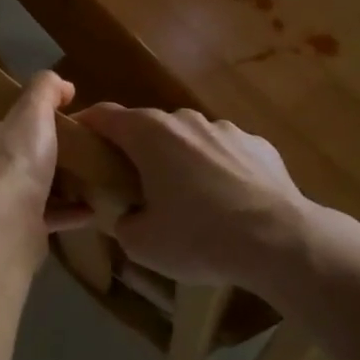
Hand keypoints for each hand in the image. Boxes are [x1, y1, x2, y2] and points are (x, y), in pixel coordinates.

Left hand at [0, 71, 95, 240]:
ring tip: (80, 165)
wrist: (5, 231)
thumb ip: (45, 90)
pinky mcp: (12, 227)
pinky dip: (65, 211)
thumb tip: (61, 84)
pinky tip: (91, 207)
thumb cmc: (11, 162)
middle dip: (19, 136)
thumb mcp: (32, 113)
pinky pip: (42, 214)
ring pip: (19, 180)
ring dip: (47, 176)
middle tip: (54, 125)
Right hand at [74, 104, 354, 291]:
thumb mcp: (141, 243)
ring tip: (187, 201)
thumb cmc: (200, 237)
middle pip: (147, 127)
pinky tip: (228, 204)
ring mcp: (225, 129)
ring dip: (179, 161)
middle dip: (135, 151)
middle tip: (131, 186)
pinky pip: (225, 153)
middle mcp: (184, 120)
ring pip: (188, 140)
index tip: (76, 144)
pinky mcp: (259, 145)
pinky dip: (217, 170)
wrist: (282, 242)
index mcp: (148, 134)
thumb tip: (126, 215)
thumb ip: (121, 221)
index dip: (85, 126)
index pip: (103, 115)